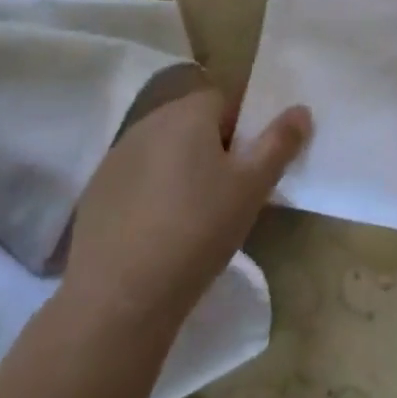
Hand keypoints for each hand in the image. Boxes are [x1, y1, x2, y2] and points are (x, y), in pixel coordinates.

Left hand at [63, 65, 311, 336]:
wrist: (119, 297)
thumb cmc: (197, 230)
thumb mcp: (252, 188)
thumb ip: (279, 143)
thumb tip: (300, 109)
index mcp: (187, 112)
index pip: (224, 100)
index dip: (241, 129)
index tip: (247, 168)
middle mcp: (149, 122)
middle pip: (191, 123)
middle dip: (211, 149)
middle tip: (227, 194)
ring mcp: (116, 156)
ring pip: (163, 151)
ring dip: (180, 170)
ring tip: (192, 217)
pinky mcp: (96, 191)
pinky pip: (136, 179)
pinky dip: (150, 194)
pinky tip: (157, 233)